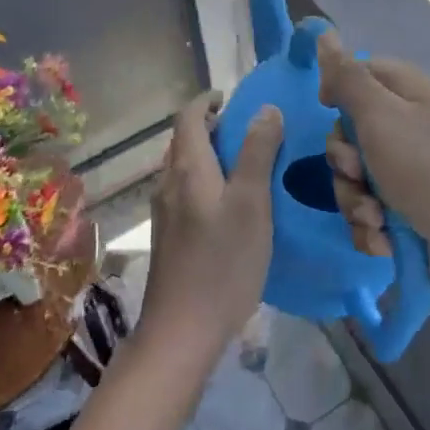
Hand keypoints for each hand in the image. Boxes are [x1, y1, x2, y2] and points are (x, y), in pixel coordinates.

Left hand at [138, 92, 281, 364]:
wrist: (181, 331)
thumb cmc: (222, 263)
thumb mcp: (251, 204)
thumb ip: (258, 153)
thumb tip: (265, 108)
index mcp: (187, 168)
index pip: (188, 117)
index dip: (207, 101)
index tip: (233, 98)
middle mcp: (169, 183)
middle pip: (185, 141)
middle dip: (213, 128)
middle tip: (251, 131)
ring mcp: (164, 212)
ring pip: (185, 168)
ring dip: (211, 155)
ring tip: (247, 165)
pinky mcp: (169, 237)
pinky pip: (186, 192)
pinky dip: (207, 181)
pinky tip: (231, 206)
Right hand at [318, 32, 429, 304]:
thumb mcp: (382, 118)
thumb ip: (348, 78)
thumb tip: (325, 34)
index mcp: (412, 96)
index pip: (365, 72)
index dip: (339, 88)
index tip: (326, 108)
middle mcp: (413, 130)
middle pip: (352, 131)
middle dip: (344, 160)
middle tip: (357, 173)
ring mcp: (414, 175)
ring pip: (356, 178)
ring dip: (355, 200)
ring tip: (375, 218)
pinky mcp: (412, 216)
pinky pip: (371, 213)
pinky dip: (372, 228)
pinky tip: (385, 241)